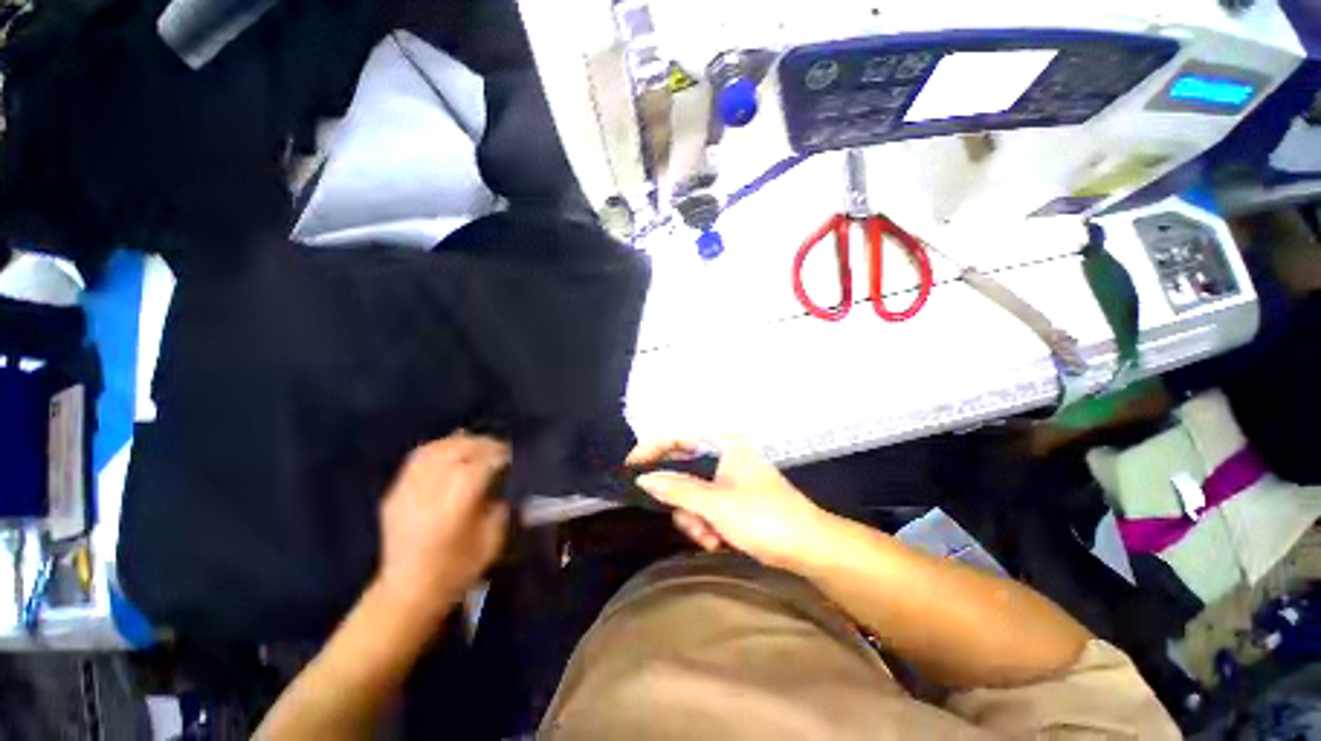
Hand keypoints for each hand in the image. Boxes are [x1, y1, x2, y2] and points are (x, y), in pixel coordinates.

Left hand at [376, 433, 510, 618]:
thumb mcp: (492, 541)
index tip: (512, 455)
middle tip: (498, 448)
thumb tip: (503, 483)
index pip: (478, 466)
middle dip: (482, 444)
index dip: (498, 455)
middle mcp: (428, 494)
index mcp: (454, 508)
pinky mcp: (394, 493)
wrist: (407, 593)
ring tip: (476, 445)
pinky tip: (451, 451)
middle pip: (456, 451)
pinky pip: (417, 459)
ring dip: (460, 442)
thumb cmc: (457, 570)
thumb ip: (501, 507)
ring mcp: (407, 491)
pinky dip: (438, 448)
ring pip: (435, 450)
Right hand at [630, 438, 832, 568]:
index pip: (678, 436)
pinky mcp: (732, 497)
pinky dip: (705, 524)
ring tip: (710, 538)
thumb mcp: (715, 504)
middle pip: (683, 470)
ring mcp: (728, 477)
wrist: (808, 547)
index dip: (651, 449)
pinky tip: (718, 541)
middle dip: (681, 501)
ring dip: (694, 518)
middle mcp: (724, 454)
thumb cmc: (763, 517)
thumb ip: (676, 489)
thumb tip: (644, 479)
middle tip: (686, 519)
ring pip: (691, 493)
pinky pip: (704, 506)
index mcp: (724, 442)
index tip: (631, 468)